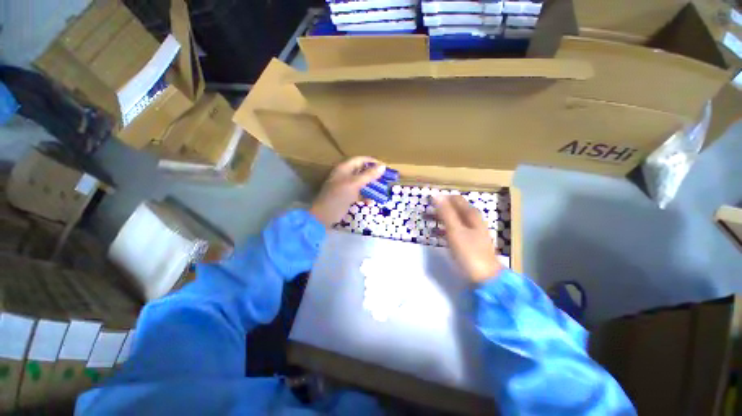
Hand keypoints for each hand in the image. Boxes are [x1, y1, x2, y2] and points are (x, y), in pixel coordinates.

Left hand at [310, 157, 385, 226]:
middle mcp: (345, 175)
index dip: (372, 162)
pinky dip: (366, 196)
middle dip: (373, 175)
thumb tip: (383, 166)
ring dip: (371, 186)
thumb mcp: (354, 184)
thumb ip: (368, 175)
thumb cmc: (338, 196)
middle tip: (385, 179)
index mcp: (344, 168)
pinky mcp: (347, 196)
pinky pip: (359, 193)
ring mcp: (346, 186)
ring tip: (382, 190)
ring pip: (362, 183)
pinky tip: (371, 201)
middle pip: (362, 171)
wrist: (324, 215)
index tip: (385, 167)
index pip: (360, 160)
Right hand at [434, 195, 502, 283]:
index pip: (455, 199)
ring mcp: (470, 231)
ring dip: (439, 218)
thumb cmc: (469, 251)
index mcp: (471, 215)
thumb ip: (446, 213)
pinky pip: (453, 230)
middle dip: (439, 208)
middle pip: (454, 208)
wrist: (485, 277)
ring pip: (453, 219)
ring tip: (426, 220)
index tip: (427, 201)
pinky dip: (443, 228)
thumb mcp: (455, 230)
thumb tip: (436, 195)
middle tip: (424, 211)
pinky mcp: (468, 241)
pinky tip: (434, 232)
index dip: (442, 198)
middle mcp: (472, 220)